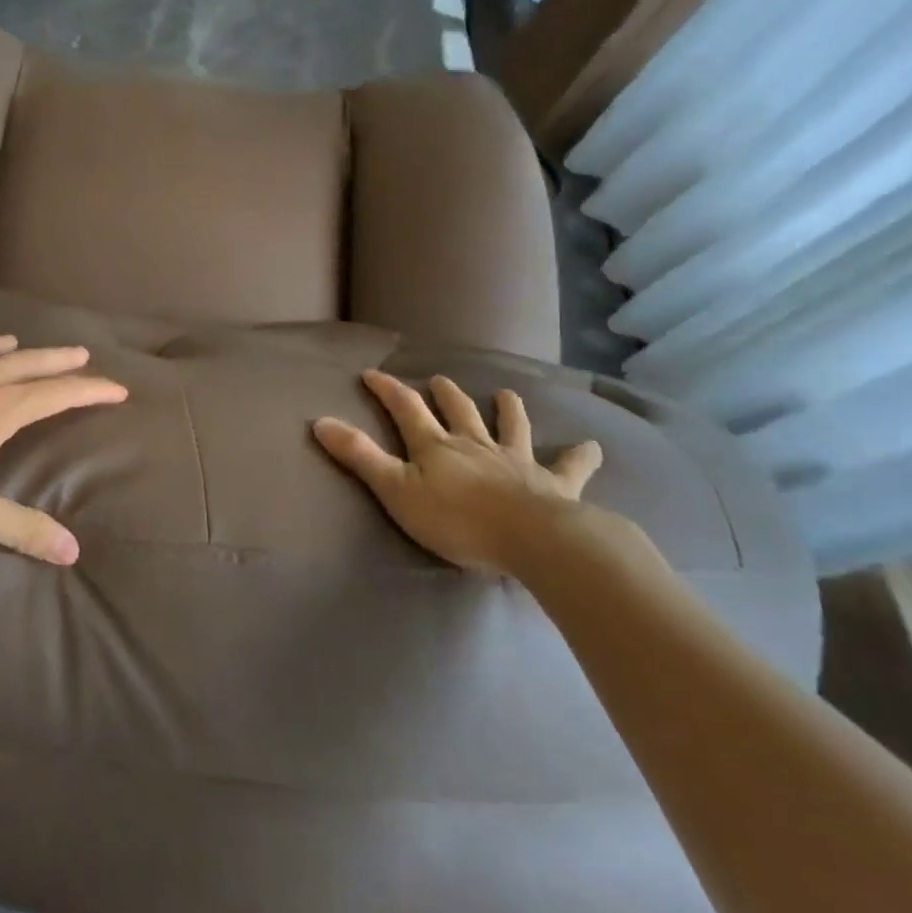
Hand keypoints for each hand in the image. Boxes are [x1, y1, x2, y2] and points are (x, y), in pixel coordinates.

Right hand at [312, 372, 603, 572]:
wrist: (533, 539)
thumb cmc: (458, 520)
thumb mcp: (396, 490)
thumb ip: (360, 457)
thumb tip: (319, 421)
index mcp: (436, 446)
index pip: (406, 408)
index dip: (387, 389)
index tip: (372, 373)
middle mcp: (475, 444)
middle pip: (458, 411)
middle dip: (445, 395)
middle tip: (439, 379)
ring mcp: (517, 462)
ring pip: (511, 428)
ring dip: (507, 410)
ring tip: (506, 394)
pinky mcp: (554, 485)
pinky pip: (570, 467)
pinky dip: (580, 456)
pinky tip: (592, 447)